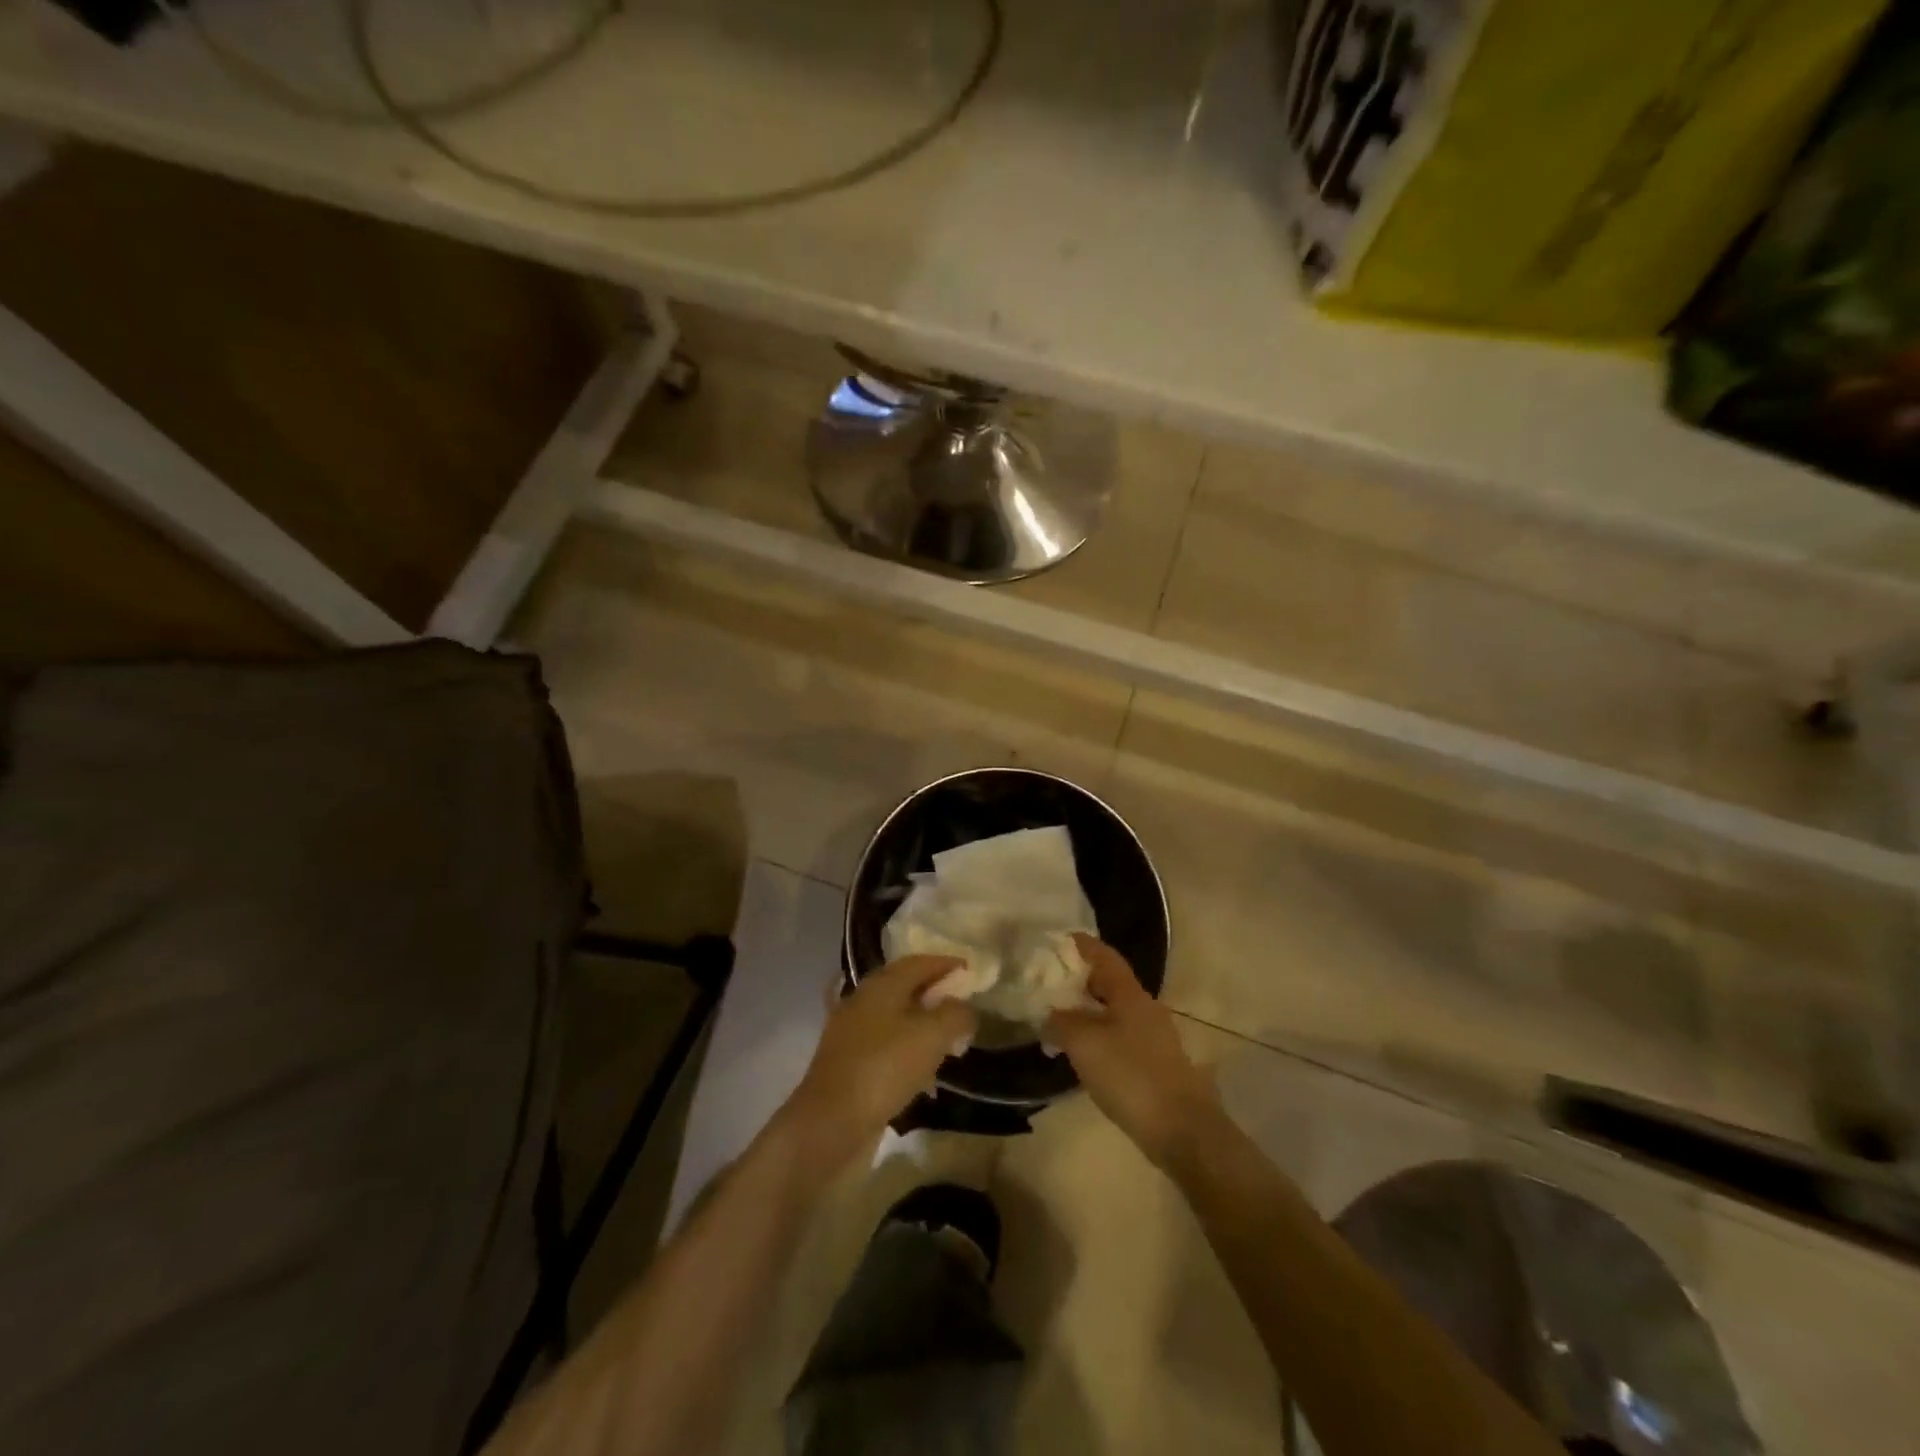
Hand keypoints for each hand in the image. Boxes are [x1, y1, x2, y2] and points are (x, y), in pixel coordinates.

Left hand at [780, 956, 977, 1169]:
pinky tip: (922, 1071)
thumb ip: (956, 1014)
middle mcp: (863, 999)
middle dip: (934, 993)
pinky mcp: (848, 1061)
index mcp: (882, 984)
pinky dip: (907, 1049)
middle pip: (905, 987)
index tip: (970, 970)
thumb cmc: (885, 1067)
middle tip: (962, 1005)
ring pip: (895, 1017)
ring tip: (948, 1041)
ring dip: (922, 1024)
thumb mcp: (933, 1036)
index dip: (946, 963)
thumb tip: (965, 1007)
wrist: (831, 1121)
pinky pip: (885, 1044)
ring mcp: (851, 1031)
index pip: (919, 962)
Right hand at [1044, 935, 1221, 1168]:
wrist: (1181, 1129)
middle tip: (1048, 981)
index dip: (1082, 945)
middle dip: (1079, 978)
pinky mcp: (1154, 1063)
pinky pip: (1119, 1035)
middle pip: (1109, 982)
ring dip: (1086, 1009)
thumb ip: (1061, 1022)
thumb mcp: (1084, 1043)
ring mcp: (1153, 1036)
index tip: (1057, 940)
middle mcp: (1145, 1007)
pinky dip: (1097, 1033)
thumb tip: (1048, 1013)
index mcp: (1130, 994)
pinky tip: (1080, 1050)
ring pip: (1113, 1010)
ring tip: (1057, 1016)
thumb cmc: (1130, 1075)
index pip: (1104, 956)